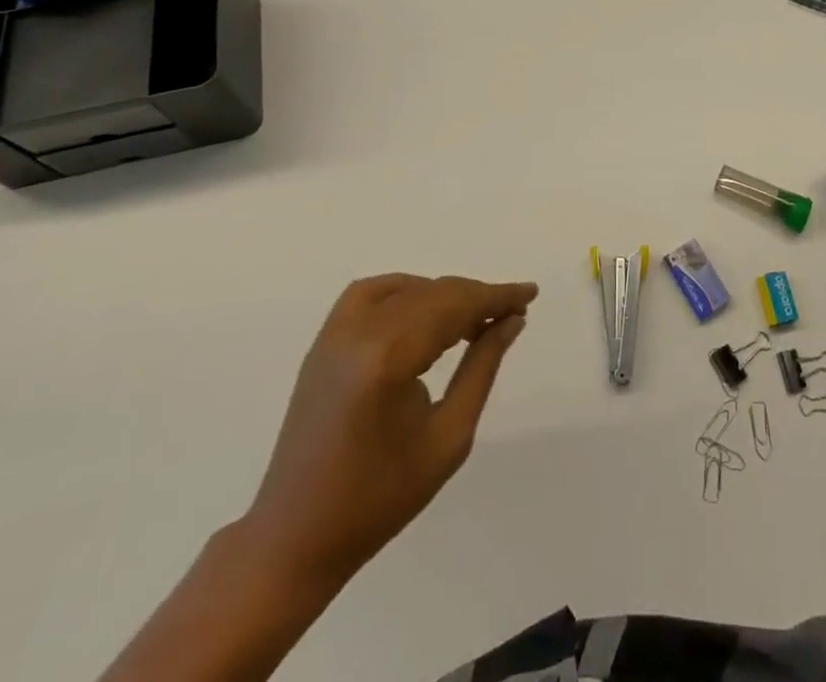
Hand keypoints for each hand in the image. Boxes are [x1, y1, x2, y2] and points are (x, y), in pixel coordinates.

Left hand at [236, 274, 537, 595]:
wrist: (296, 538)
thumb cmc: (380, 499)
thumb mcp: (448, 438)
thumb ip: (482, 369)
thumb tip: (510, 322)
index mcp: (389, 358)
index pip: (455, 307)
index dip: (496, 296)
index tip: (529, 293)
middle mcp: (360, 332)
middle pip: (433, 293)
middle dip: (476, 297)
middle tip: (510, 312)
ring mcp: (335, 333)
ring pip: (405, 289)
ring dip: (443, 296)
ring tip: (471, 320)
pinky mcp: (323, 341)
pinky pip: (370, 293)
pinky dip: (404, 292)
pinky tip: (423, 313)